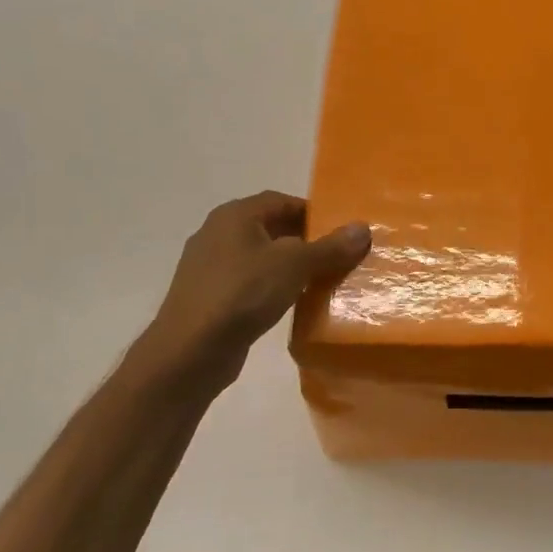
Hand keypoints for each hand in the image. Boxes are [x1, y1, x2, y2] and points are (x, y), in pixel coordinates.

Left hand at [142, 191, 370, 391]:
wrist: (190, 351)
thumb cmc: (243, 294)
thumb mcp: (295, 265)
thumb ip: (330, 246)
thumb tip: (362, 228)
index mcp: (235, 215)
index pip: (281, 200)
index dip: (313, 212)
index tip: (340, 232)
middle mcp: (218, 233)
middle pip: (270, 227)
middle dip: (304, 240)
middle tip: (336, 256)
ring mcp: (209, 266)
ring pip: (259, 257)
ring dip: (288, 266)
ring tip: (319, 281)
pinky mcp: (208, 296)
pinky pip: (248, 282)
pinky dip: (270, 287)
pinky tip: (289, 303)